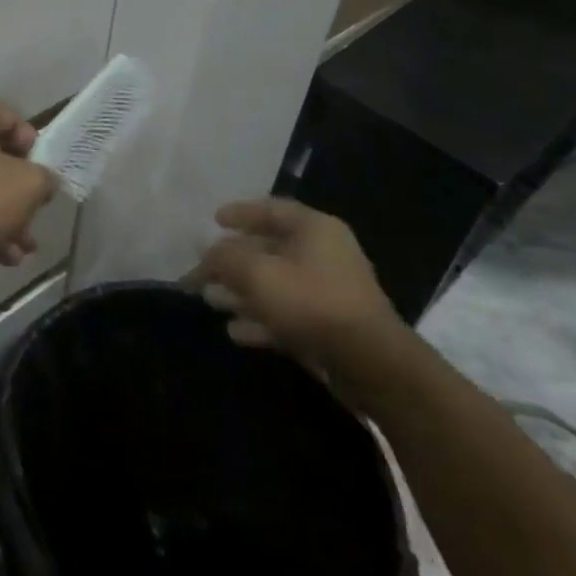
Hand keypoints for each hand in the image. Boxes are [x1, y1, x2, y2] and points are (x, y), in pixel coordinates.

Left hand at [0, 98, 56, 273]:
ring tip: (22, 249)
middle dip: (20, 192)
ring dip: (4, 215)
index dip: (33, 148)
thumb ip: (44, 178)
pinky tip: (0, 256)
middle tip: (34, 218)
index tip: (41, 178)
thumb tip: (42, 181)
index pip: (12, 118)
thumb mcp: (26, 187)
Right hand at [200, 199, 403, 382]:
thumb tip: (207, 253)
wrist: (371, 365)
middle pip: (269, 249)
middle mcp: (324, 254)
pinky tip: (235, 331)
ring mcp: (330, 292)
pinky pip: (287, 314)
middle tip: (204, 269)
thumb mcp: (256, 273)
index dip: (239, 213)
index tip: (213, 220)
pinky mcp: (330, 327)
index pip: (270, 209)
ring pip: (276, 285)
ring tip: (212, 301)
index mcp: (314, 228)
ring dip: (242, 292)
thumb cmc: (311, 302)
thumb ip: (224, 257)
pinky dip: (261, 319)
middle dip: (233, 261)